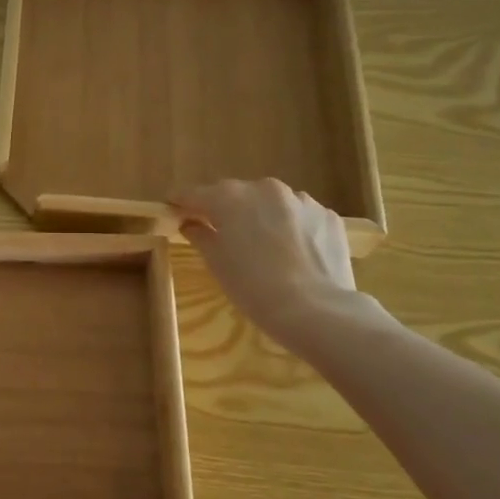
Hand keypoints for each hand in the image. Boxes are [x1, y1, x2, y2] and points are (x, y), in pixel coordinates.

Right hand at [171, 178, 356, 343]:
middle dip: (223, 209)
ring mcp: (301, 200)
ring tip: (260, 245)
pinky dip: (288, 227)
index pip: (195, 193)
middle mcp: (266, 189)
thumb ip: (200, 235)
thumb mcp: (216, 263)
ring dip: (259, 217)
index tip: (171, 209)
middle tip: (216, 231)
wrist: (316, 309)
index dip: (180, 202)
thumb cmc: (253, 287)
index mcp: (231, 197)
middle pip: (234, 194)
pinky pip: (298, 216)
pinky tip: (290, 253)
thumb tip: (191, 224)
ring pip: (270, 203)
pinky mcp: (328, 216)